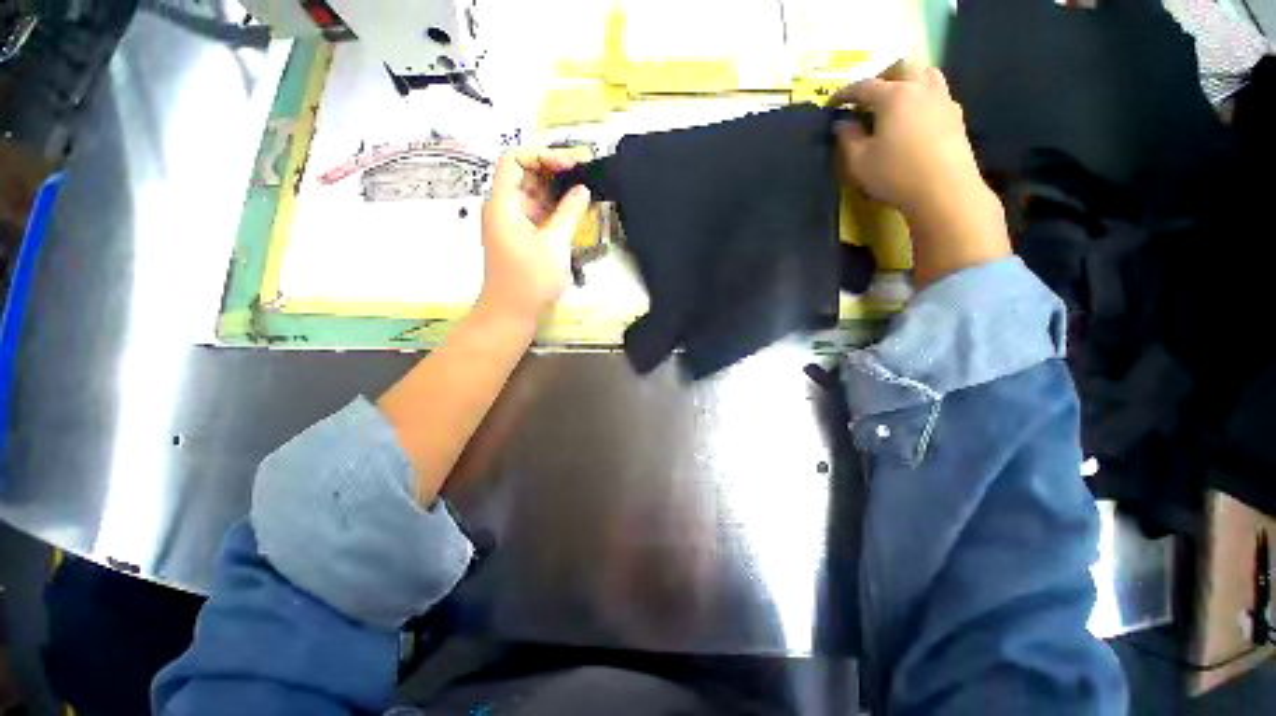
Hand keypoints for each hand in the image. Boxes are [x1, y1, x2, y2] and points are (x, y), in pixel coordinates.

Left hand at [478, 149, 591, 324]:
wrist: (512, 312)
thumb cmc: (531, 278)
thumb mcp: (555, 243)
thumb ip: (569, 212)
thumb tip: (582, 190)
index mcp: (503, 203)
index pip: (515, 161)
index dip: (542, 156)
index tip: (570, 165)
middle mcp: (502, 208)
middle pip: (524, 176)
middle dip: (552, 172)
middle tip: (582, 175)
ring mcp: (510, 223)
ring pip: (532, 196)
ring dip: (555, 192)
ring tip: (582, 192)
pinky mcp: (518, 237)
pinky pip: (535, 213)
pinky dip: (552, 210)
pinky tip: (573, 212)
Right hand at [829, 63, 1009, 287]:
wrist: (944, 190)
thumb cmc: (895, 174)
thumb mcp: (858, 161)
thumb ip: (847, 138)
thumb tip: (842, 123)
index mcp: (893, 96)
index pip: (863, 87)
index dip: (844, 94)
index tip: (832, 104)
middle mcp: (920, 88)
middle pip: (901, 67)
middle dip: (880, 77)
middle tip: (867, 97)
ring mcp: (942, 99)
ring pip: (925, 74)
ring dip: (906, 80)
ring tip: (893, 101)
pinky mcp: (955, 116)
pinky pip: (937, 93)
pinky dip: (921, 97)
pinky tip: (914, 118)